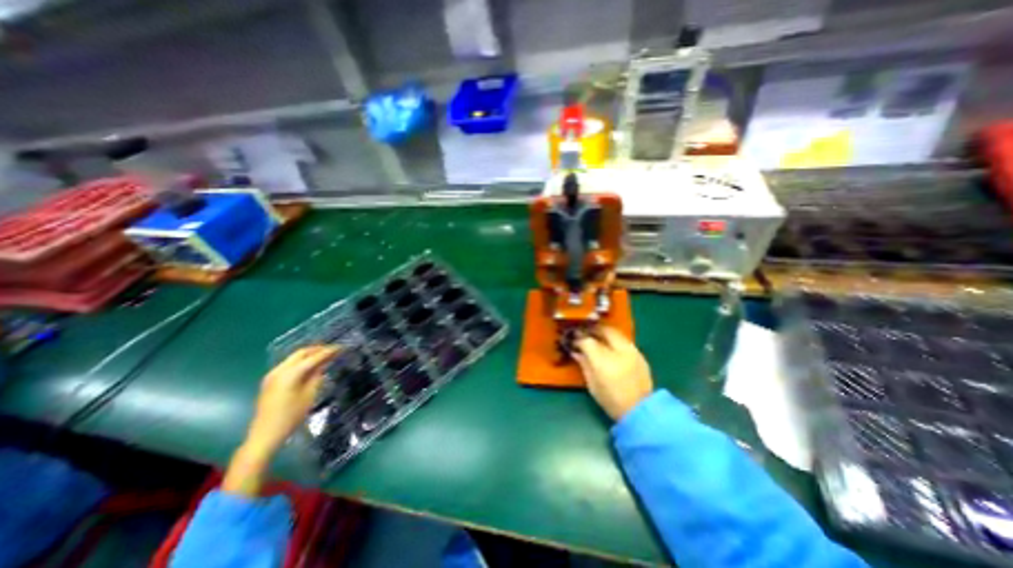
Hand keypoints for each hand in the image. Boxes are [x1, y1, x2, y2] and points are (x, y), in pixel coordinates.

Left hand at [245, 345, 340, 457]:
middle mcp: (279, 370)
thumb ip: (317, 377)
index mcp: (290, 374)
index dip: (328, 352)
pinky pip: (289, 365)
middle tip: (333, 350)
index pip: (313, 357)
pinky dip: (301, 362)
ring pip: (294, 358)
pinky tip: (310, 365)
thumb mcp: (309, 395)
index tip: (341, 348)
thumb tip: (323, 364)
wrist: (265, 435)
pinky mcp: (270, 381)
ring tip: (324, 355)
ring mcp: (272, 375)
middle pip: (301, 353)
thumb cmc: (291, 416)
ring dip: (310, 355)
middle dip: (318, 349)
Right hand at [572, 328, 651, 420]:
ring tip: (596, 336)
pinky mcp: (640, 355)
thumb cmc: (611, 401)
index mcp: (604, 362)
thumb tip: (576, 351)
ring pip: (615, 332)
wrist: (640, 411)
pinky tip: (609, 345)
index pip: (588, 341)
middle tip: (584, 332)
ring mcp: (632, 352)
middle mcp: (619, 352)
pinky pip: (624, 340)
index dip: (578, 339)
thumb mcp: (592, 384)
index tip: (573, 340)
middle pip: (604, 330)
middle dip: (593, 329)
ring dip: (604, 332)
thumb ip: (584, 364)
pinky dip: (614, 339)